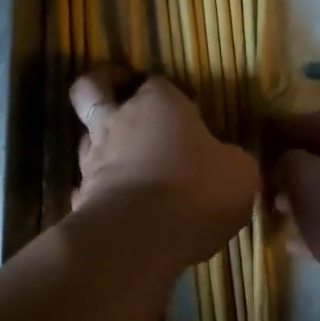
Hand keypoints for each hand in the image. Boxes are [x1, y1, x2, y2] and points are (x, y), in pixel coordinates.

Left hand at [71, 68, 258, 268]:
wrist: (139, 238)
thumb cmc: (196, 191)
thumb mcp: (239, 174)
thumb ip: (231, 161)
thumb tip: (228, 163)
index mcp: (158, 105)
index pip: (156, 82)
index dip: (166, 92)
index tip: (184, 110)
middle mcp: (118, 123)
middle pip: (91, 89)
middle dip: (102, 85)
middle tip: (117, 95)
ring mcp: (92, 160)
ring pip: (84, 137)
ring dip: (100, 144)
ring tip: (123, 161)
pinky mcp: (80, 197)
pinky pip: (85, 187)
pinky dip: (97, 192)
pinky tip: (114, 205)